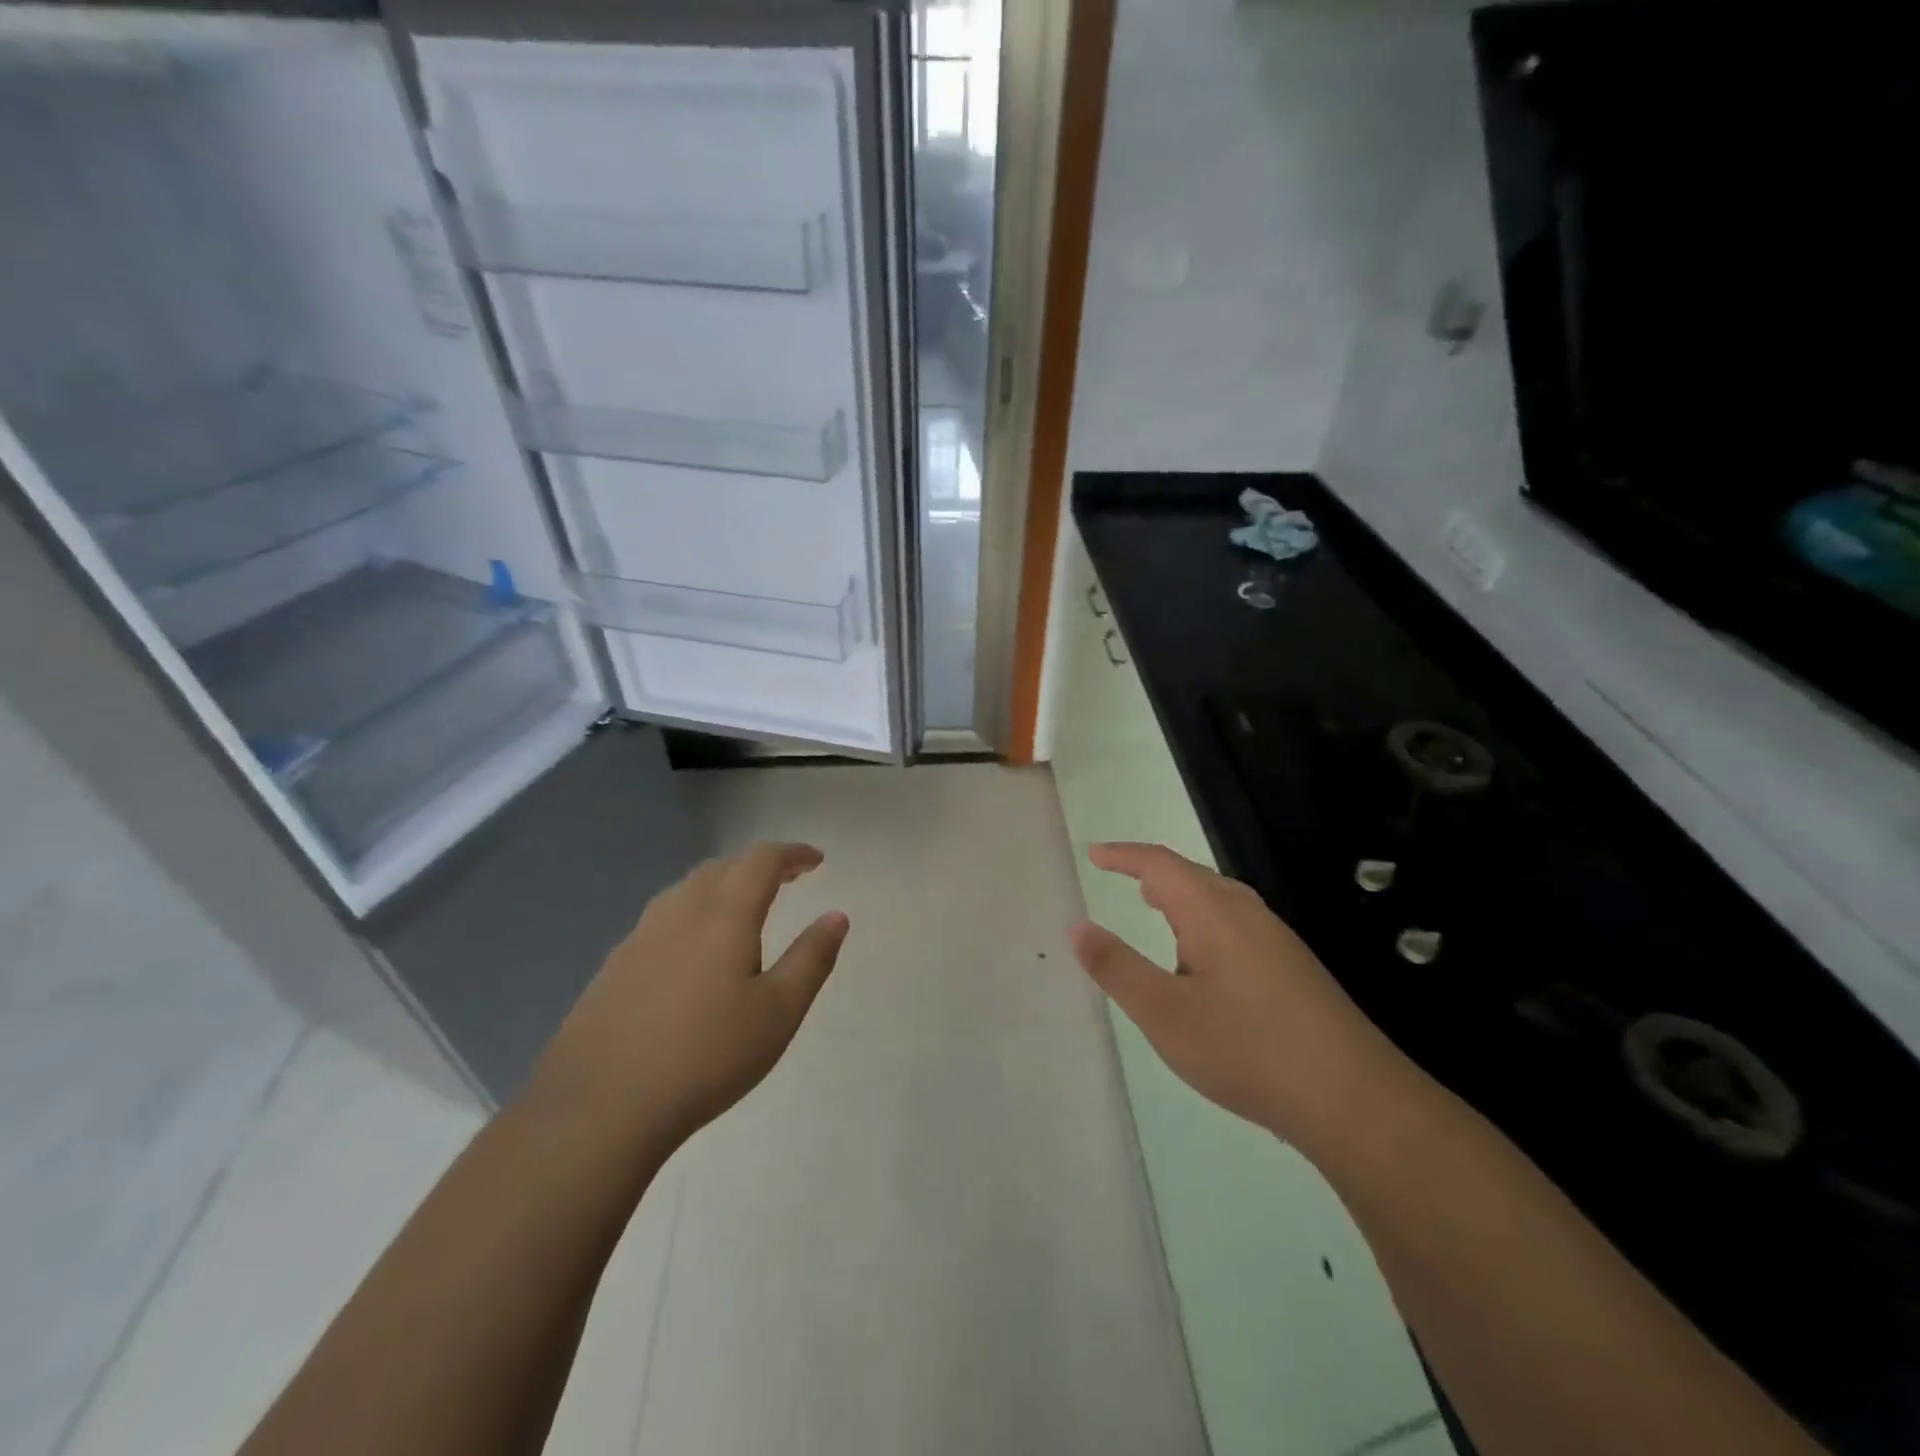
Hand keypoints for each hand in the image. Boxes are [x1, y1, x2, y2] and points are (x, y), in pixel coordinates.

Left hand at [526, 842, 848, 1156]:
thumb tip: (836, 917)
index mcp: (724, 915)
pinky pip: (661, 919)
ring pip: (686, 890)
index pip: (762, 860)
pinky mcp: (613, 967)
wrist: (599, 1108)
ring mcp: (638, 938)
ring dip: (722, 885)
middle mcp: (679, 913)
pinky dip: (691, 913)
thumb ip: (811, 959)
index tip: (816, 860)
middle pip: (722, 867)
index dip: (792, 854)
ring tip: (742, 907)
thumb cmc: (706, 1057)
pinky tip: (691, 950)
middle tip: (787, 880)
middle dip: (758, 866)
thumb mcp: (778, 1012)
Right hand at [1070, 842, 1406, 1149]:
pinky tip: (1204, 960)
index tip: (1094, 854)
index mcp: (1211, 911)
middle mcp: (1247, 913)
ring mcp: (1277, 939)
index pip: (1159, 864)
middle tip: (1120, 875)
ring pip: (1218, 900)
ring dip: (1180, 897)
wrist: (1354, 1098)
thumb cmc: (1246, 1048)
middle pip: (1192, 875)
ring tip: (1155, 908)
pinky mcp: (1295, 968)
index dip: (1123, 855)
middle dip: (1152, 872)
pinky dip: (1204, 922)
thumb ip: (1116, 967)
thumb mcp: (1163, 1013)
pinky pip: (1237, 924)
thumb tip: (1077, 925)